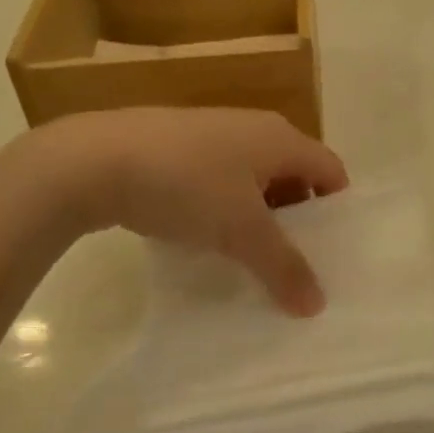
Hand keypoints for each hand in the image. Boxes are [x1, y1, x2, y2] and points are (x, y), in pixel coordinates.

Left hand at [24, 107, 348, 315]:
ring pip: (254, 177)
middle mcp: (254, 127)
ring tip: (251, 255)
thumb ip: (283, 266)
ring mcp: (214, 133)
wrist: (95, 160)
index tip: (334, 249)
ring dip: (260, 214)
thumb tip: (316, 305)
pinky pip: (220, 177)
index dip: (338, 208)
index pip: (331, 169)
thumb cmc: (187, 186)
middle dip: (299, 217)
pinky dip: (226, 206)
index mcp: (281, 138)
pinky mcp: (179, 145)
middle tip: (295, 261)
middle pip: (295, 173)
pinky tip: (207, 236)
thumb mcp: (242, 231)